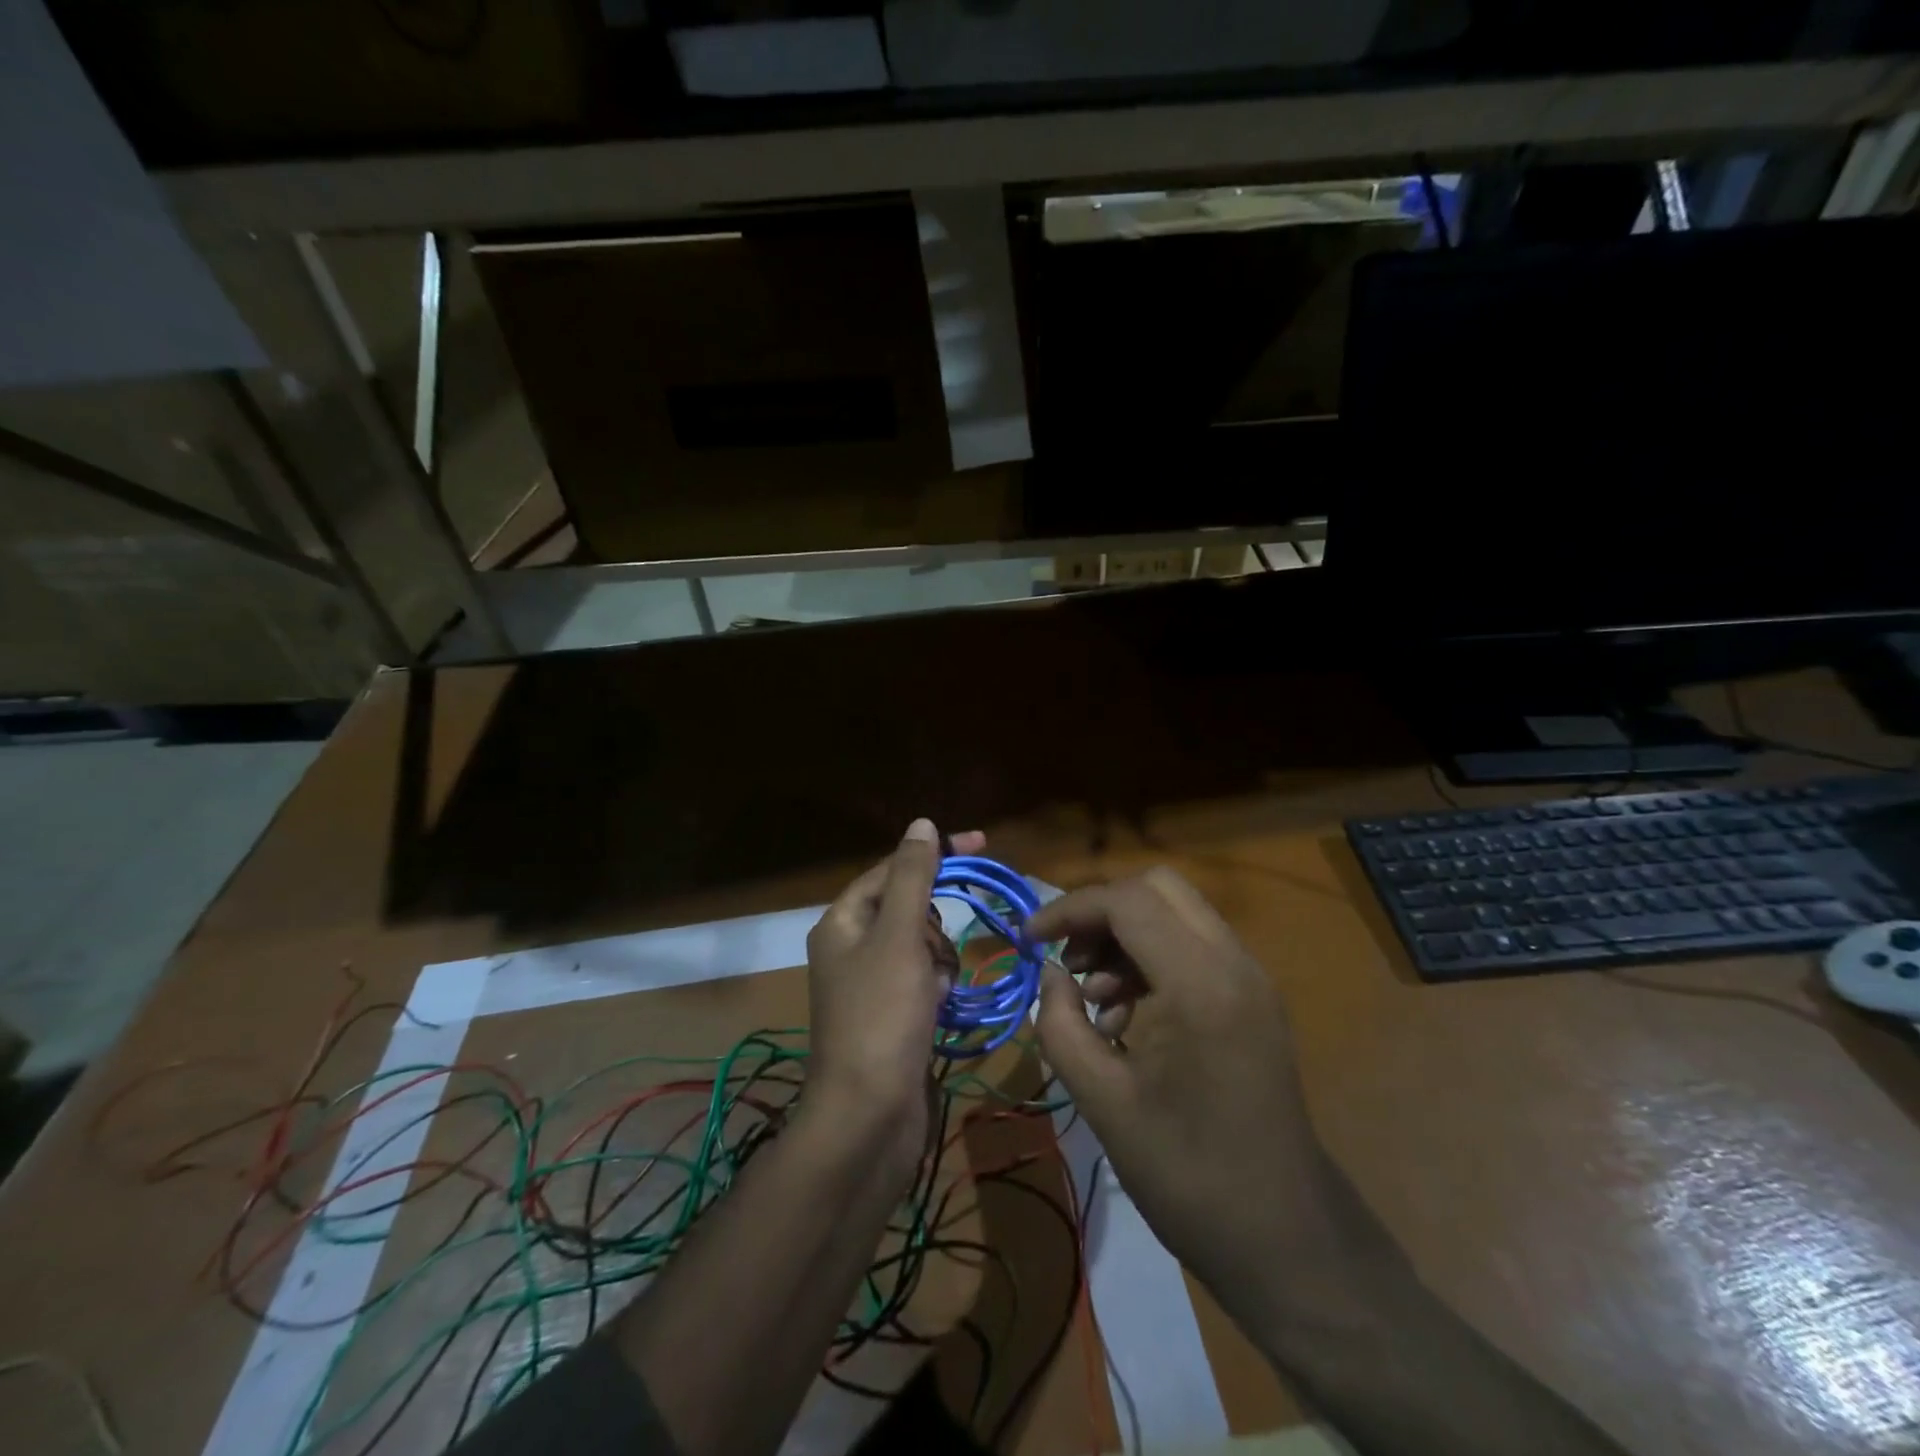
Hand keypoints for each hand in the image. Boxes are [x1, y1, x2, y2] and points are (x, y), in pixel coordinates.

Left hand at [804, 820, 982, 1180]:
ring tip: (940, 985)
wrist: (870, 1117)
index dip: (934, 854)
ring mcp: (870, 986)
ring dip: (940, 956)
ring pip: (920, 945)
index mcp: (842, 922)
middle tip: (939, 950)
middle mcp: (851, 948)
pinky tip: (943, 1005)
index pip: (891, 869)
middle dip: (933, 921)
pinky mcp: (891, 1016)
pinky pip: (923, 980)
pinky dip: (938, 986)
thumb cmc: (882, 1016)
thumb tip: (921, 823)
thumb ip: (912, 877)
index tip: (982, 844)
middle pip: (906, 907)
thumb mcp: (899, 936)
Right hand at [1027, 868, 1357, 1328]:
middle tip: (1066, 958)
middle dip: (1101, 911)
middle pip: (1158, 887)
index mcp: (1200, 984)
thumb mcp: (1102, 1102)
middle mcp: (1234, 963)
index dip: (1068, 909)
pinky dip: (1152, 958)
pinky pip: (1195, 946)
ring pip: (1177, 912)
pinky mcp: (1254, 999)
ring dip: (1126, 935)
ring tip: (1092, 998)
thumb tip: (1050, 974)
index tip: (1028, 940)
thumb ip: (1060, 1024)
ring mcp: (1251, 978)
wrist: (1286, 1239)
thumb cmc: (1188, 1176)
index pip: (1126, 901)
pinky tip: (1125, 1017)